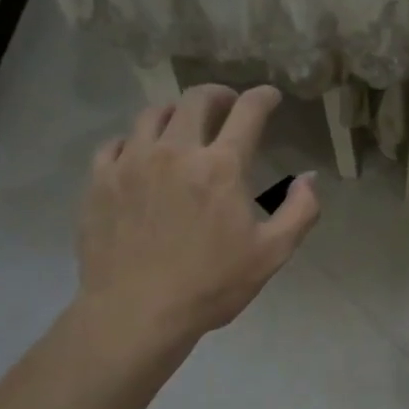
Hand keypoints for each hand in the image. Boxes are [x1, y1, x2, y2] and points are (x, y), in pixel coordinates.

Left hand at [76, 85, 319, 346]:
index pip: (247, 112)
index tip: (269, 96)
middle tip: (227, 105)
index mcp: (220, 166)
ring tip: (182, 126)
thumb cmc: (210, 286)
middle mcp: (174, 151)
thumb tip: (309, 179)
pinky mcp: (99, 181)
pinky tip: (139, 155)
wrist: (136, 314)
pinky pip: (115, 143)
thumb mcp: (271, 255)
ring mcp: (131, 162)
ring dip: (175, 113)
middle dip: (218, 94)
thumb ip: (299, 211)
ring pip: (152, 114)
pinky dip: (134, 141)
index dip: (263, 97)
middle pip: (196, 100)